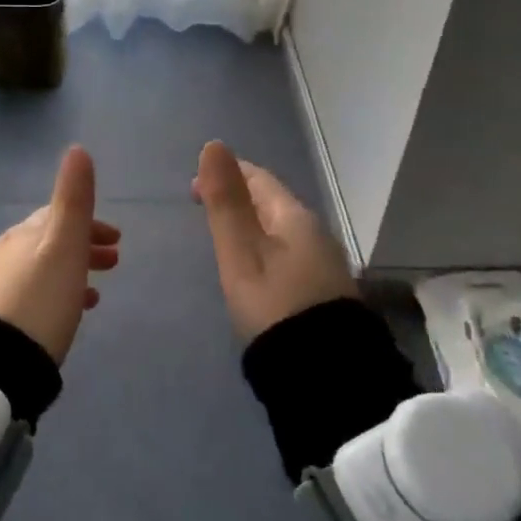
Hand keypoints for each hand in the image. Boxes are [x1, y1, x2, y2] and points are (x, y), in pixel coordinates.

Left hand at [0, 146, 118, 363]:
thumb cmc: (37, 302)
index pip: (57, 216)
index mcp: (22, 235)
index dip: (89, 223)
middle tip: (112, 265)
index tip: (117, 240)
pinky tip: (50, 321)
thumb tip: (76, 148)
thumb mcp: (63, 247)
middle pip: (44, 243)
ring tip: (90, 298)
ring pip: (32, 271)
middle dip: (80, 248)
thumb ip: (72, 200)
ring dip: (64, 275)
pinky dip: (43, 296)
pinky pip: (18, 298)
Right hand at [192, 141, 355, 342]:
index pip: (259, 179)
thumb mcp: (240, 252)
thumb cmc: (275, 304)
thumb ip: (225, 201)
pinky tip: (254, 266)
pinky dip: (264, 247)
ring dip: (251, 224)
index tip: (194, 186)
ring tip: (223, 236)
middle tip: (203, 208)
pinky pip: (288, 252)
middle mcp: (315, 233)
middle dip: (238, 198)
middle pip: (272, 203)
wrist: (326, 374)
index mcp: (295, 217)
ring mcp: (323, 264)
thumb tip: (214, 145)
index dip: (227, 173)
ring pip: (280, 229)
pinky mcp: (323, 292)